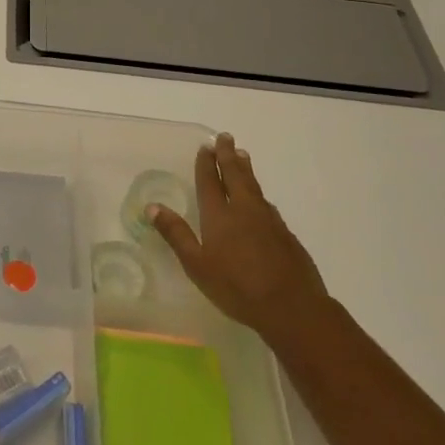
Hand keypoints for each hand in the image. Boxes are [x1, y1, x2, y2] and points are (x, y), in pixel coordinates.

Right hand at [148, 133, 328, 340]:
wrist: (292, 306)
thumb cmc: (237, 287)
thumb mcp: (197, 265)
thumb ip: (176, 234)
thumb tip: (152, 206)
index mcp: (219, 216)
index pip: (210, 182)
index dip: (206, 164)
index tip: (206, 146)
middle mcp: (244, 210)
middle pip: (235, 175)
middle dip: (228, 156)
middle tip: (226, 137)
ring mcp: (269, 221)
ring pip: (254, 186)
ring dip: (245, 169)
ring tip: (242, 155)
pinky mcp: (285, 234)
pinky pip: (267, 204)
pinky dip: (258, 192)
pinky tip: (260, 198)